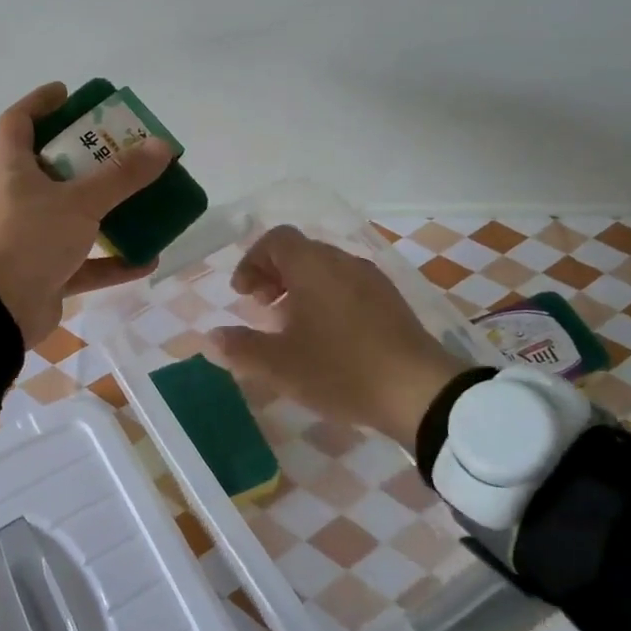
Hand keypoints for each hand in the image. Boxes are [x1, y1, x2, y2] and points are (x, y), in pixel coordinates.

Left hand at [0, 83, 173, 347]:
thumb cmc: (27, 239)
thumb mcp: (78, 202)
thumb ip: (121, 176)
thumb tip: (162, 145)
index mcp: (13, 170)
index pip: (17, 122)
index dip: (40, 103)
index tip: (68, 93)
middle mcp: (18, 200)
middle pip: (53, 169)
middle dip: (89, 159)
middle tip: (124, 149)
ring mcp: (31, 240)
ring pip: (73, 217)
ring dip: (107, 211)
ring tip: (144, 201)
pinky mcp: (45, 276)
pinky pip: (85, 264)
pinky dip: (113, 262)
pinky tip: (147, 258)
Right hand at [208, 225, 468, 447]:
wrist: (418, 391)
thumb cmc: (340, 369)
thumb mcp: (280, 365)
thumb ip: (241, 348)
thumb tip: (212, 338)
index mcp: (312, 266)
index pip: (275, 239)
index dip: (252, 261)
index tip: (242, 295)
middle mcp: (342, 261)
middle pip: (300, 252)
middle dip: (273, 275)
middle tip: (261, 309)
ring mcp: (371, 279)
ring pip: (325, 269)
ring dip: (300, 288)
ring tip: (291, 326)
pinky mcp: (391, 300)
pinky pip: (348, 285)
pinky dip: (326, 298)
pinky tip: (327, 337)